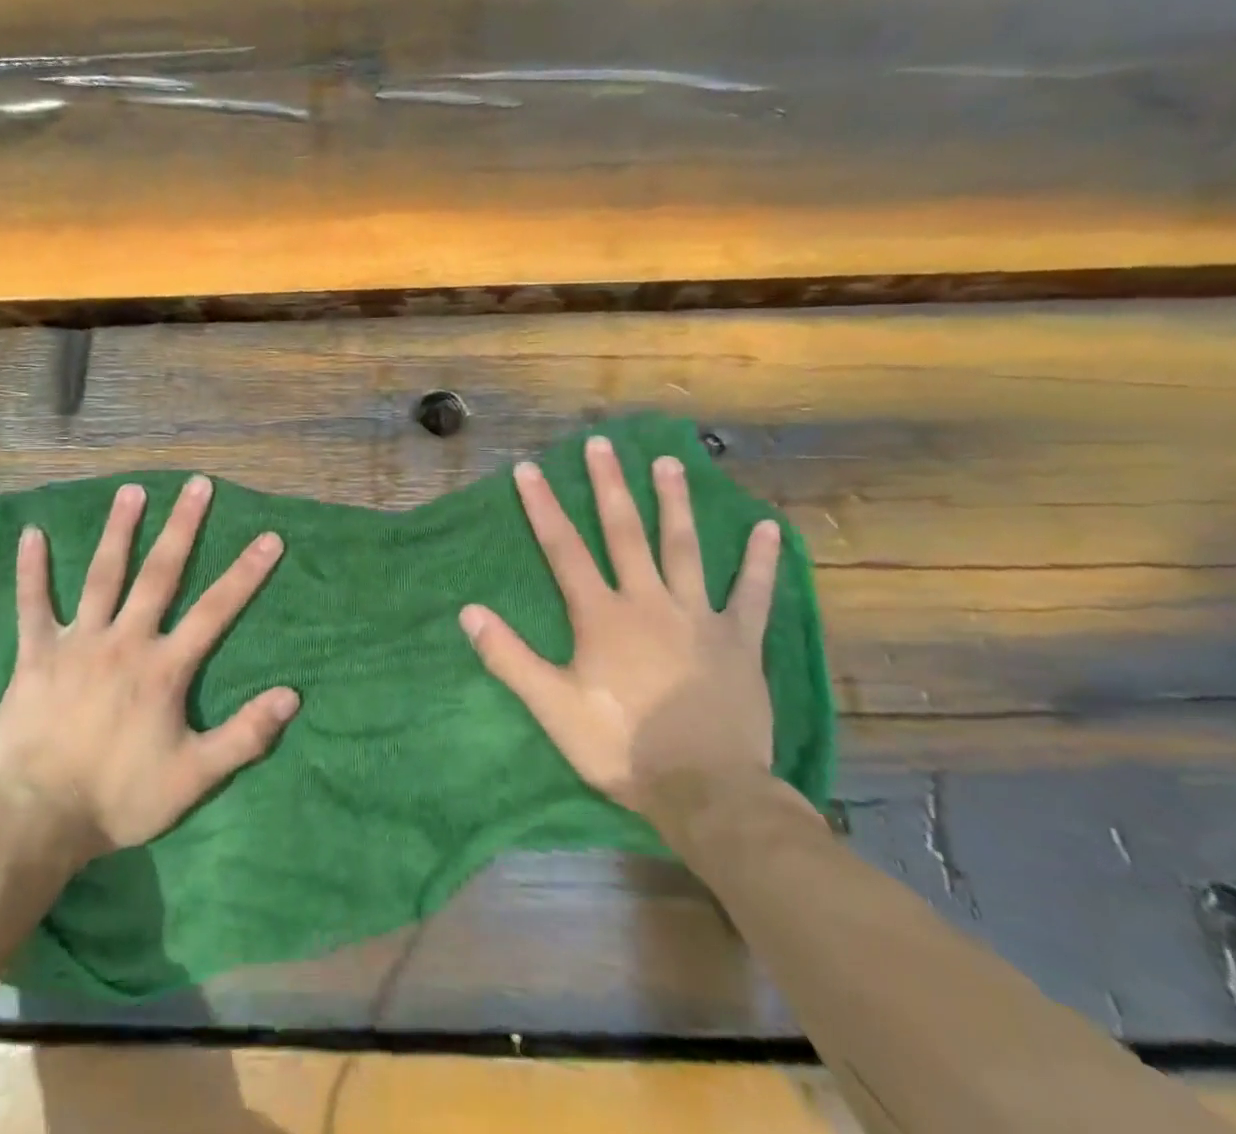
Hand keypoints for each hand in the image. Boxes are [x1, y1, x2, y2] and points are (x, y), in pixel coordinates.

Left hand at [0, 475, 298, 858]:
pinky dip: (32, 569)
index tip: (269, 538)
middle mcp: (125, 641)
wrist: (38, 820)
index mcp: (164, 668)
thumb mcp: (194, 777)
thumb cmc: (119, 798)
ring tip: (132, 490)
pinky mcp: (36, 655)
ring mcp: (78, 643)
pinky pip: (32, 605)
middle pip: (160, 573)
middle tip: (198, 485)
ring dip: (119, 530)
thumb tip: (293, 696)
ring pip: (102, 575)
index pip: (216, 610)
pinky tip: (32, 533)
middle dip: (183, 527)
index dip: (245, 573)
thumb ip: (245, 735)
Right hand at [460, 436, 780, 819]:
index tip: (528, 469)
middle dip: (609, 485)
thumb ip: (510, 658)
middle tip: (602, 444)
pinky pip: (752, 594)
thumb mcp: (553, 708)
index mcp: (602, 616)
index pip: (564, 550)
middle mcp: (648, 602)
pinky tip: (767, 528)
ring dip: (675, 503)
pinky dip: (759, 561)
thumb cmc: (622, 747)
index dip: (543, 507)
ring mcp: (698, 617)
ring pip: (684, 548)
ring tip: (670, 463)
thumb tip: (468, 612)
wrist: (707, 792)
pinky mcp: (739, 640)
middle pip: (625, 532)